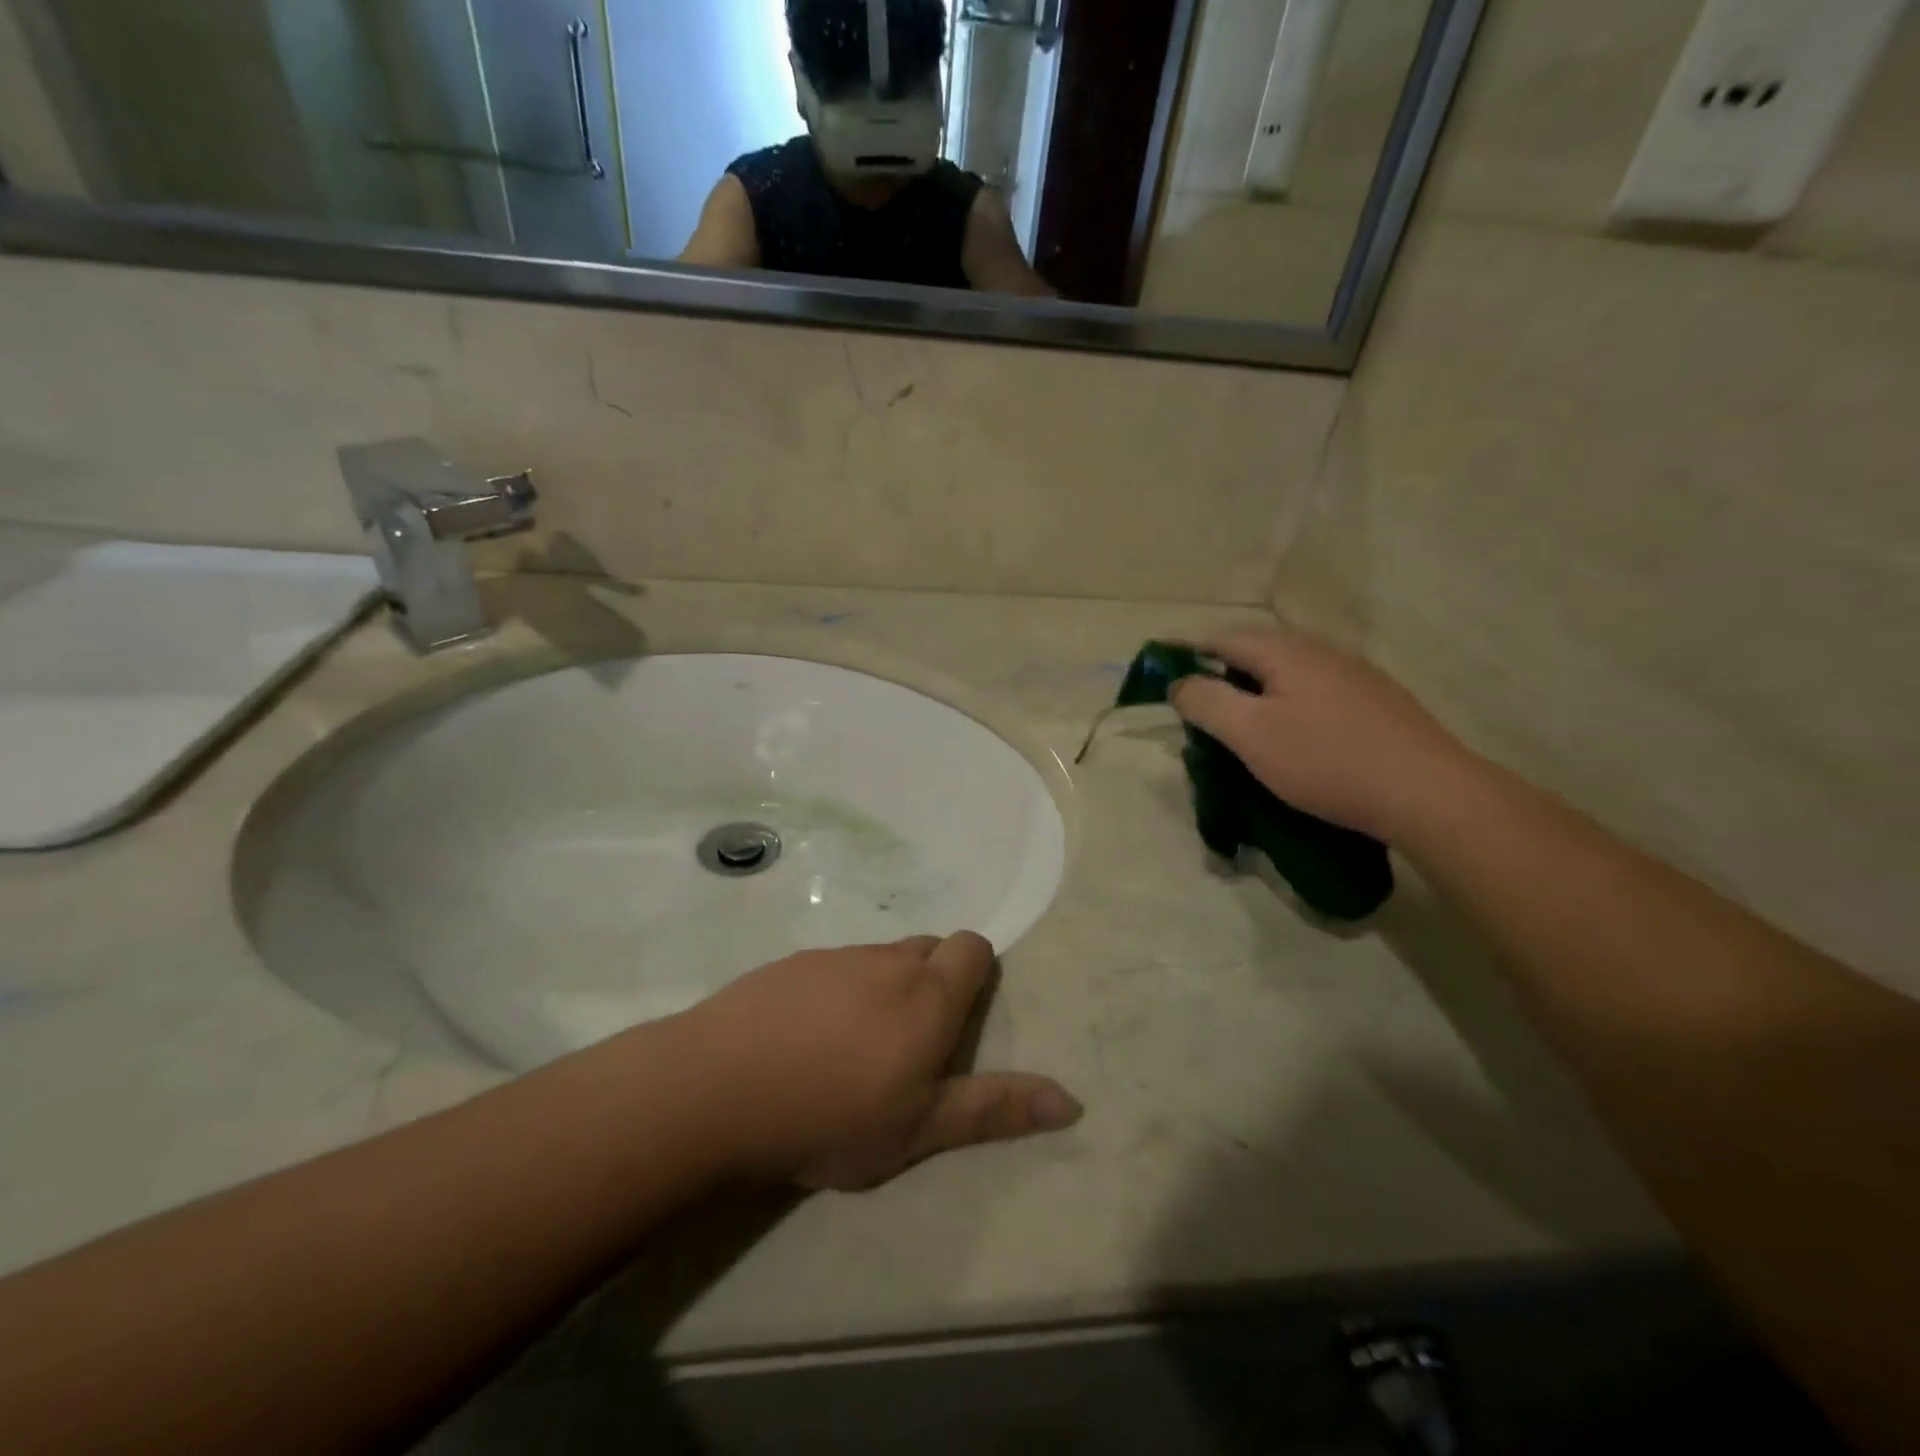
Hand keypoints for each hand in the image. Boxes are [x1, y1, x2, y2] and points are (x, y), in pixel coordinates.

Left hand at [674, 933, 1081, 1190]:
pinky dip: (838, 990)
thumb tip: (1071, 1100)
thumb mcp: (919, 1128)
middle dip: (932, 981)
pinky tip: (807, 1036)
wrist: (717, 1088)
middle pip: (928, 948)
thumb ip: (994, 1108)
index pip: (972, 947)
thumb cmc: (830, 1115)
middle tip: (909, 1042)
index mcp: (928, 995)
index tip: (958, 1017)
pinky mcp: (791, 962)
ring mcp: (835, 956)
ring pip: (879, 958)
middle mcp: (887, 961)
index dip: (975, 970)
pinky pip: (834, 966)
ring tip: (854, 1045)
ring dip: (883, 987)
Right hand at [1169, 627, 1471, 842]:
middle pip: (1254, 652)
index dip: (1185, 651)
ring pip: (1286, 673)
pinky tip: (1290, 734)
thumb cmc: (1326, 760)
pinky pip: (1312, 692)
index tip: (1158, 668)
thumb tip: (1180, 682)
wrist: (1426, 792)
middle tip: (1194, 703)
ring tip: (1237, 722)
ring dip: (1253, 690)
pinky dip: (1285, 704)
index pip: (1220, 639)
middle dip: (1219, 671)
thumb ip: (1207, 702)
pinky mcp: (1374, 703)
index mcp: (1285, 651)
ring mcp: (1353, 675)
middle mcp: (1320, 651)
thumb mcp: (1251, 734)